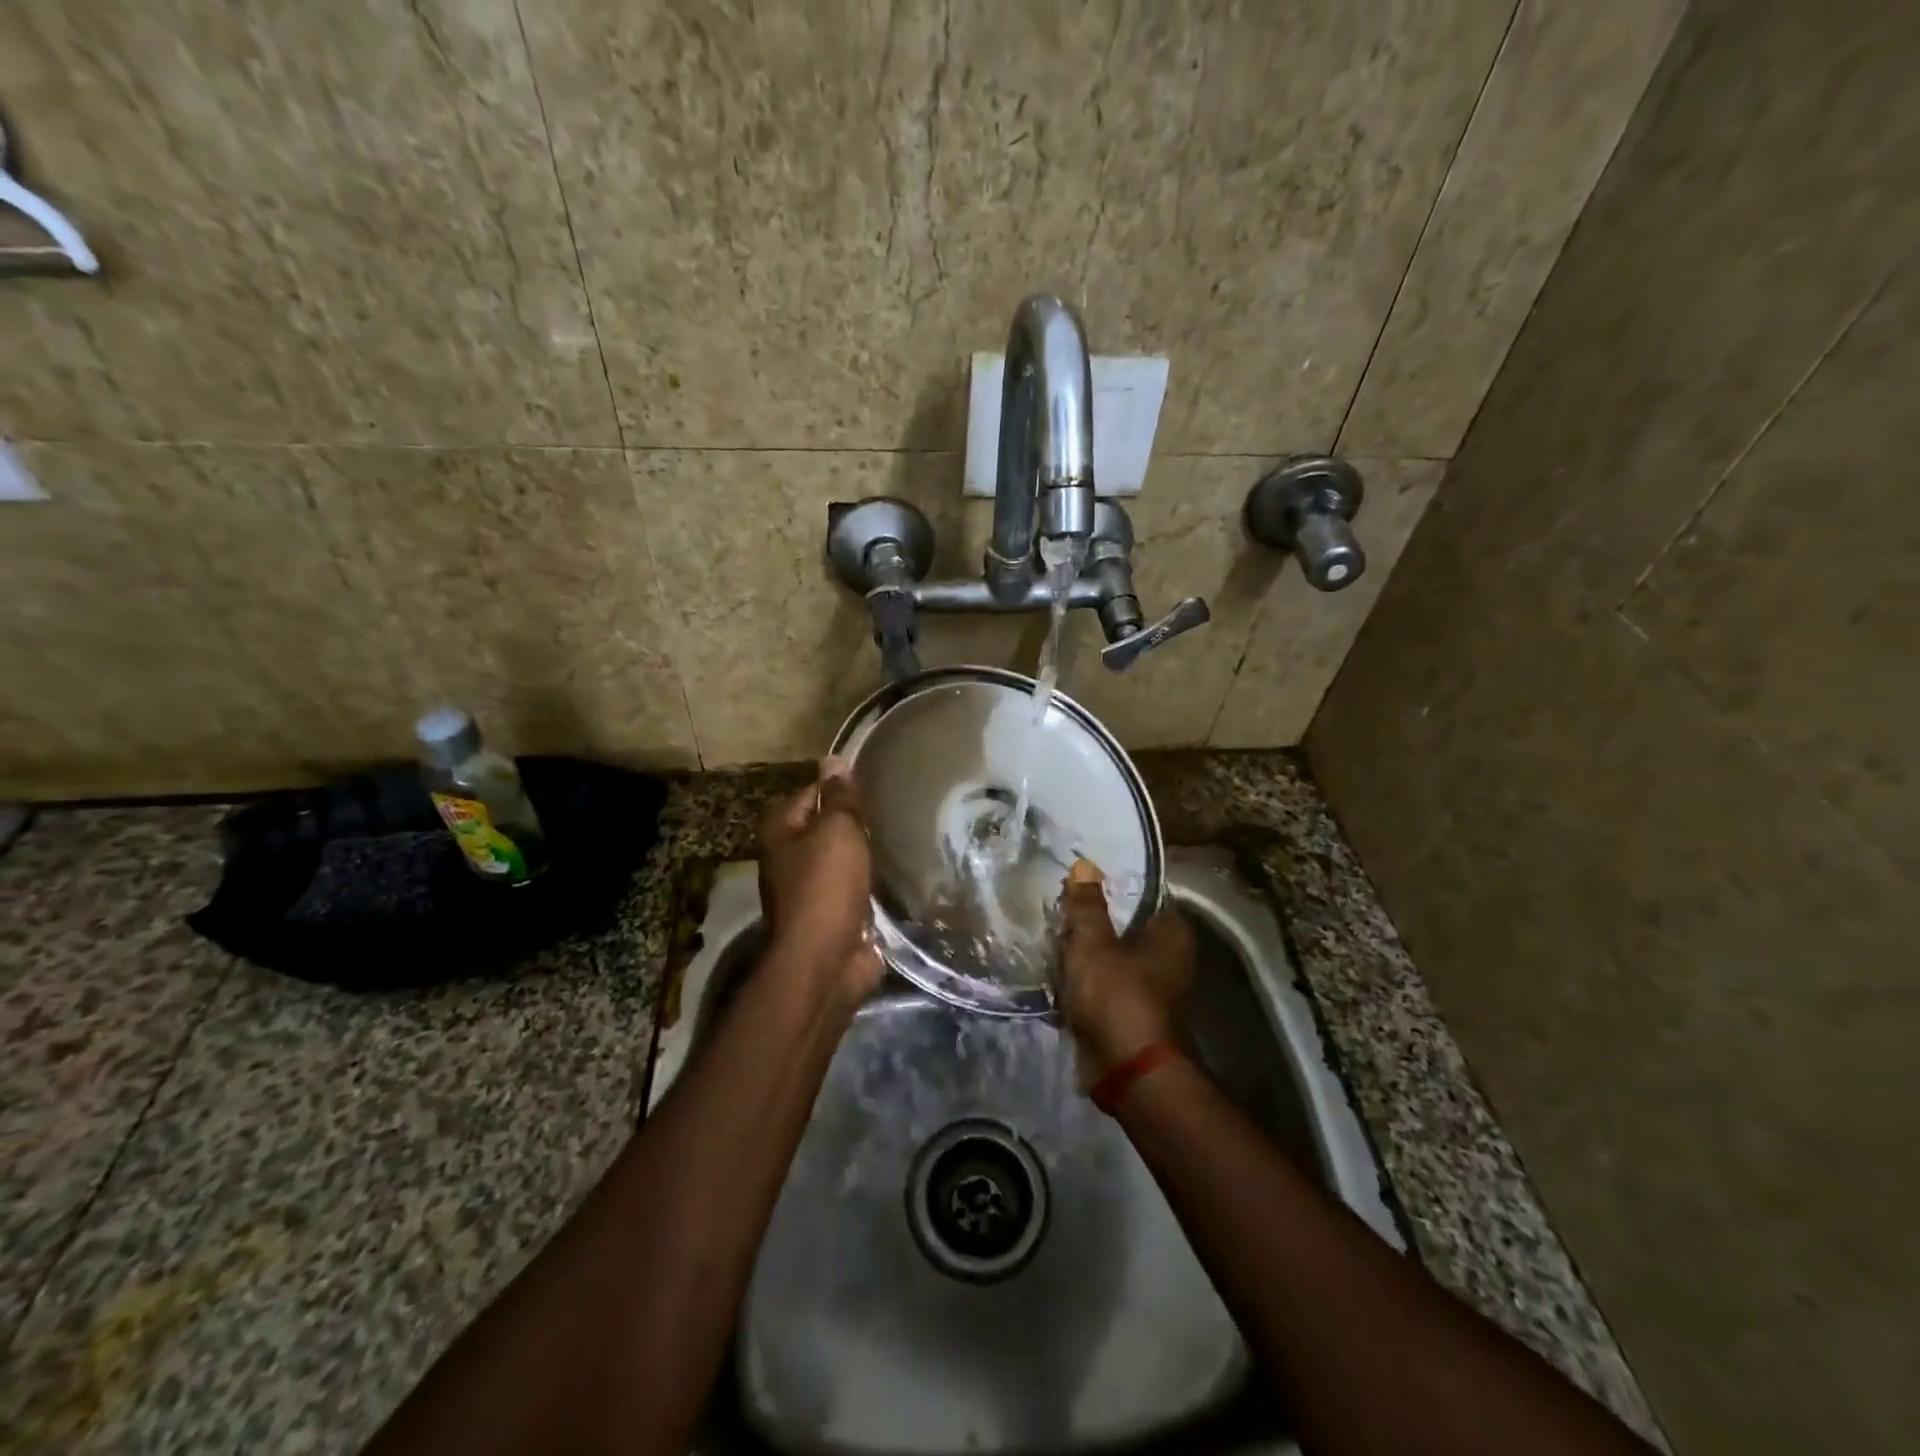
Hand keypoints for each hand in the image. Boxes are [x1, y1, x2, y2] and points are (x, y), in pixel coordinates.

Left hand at [758, 759, 883, 1003]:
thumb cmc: (825, 886)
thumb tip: (833, 759)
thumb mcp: (837, 830)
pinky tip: (897, 874)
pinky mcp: (831, 917)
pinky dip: (870, 884)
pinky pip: (853, 889)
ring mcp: (808, 890)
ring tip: (900, 838)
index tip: (875, 783)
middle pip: (826, 827)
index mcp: (781, 831)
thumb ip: (839, 797)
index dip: (840, 787)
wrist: (824, 962)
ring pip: (841, 859)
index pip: (812, 792)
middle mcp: (788, 858)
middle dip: (855, 822)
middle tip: (893, 810)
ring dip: (864, 855)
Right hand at [1057, 860, 1195, 1073]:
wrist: (1125, 1070)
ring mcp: (1152, 987)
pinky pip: (1105, 984)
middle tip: (1061, 909)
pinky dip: (1086, 980)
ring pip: (1112, 956)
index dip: (1112, 887)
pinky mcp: (1132, 1012)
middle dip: (1093, 922)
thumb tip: (1085, 864)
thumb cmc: (1116, 995)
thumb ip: (1086, 905)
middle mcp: (1169, 957)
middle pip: (1124, 926)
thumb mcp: (1092, 943)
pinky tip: (1058, 972)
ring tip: (1053, 937)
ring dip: (1086, 952)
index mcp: (1171, 934)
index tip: (1081, 882)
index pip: (1143, 895)